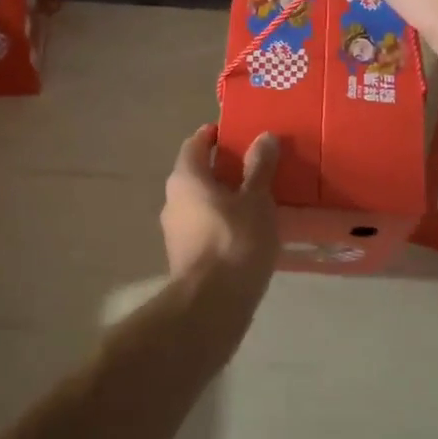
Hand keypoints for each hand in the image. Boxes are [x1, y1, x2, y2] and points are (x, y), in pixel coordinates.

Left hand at [161, 125, 279, 322]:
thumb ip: (260, 168)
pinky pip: (205, 227)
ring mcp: (176, 231)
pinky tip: (248, 231)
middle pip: (197, 174)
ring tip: (256, 199)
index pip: (195, 144)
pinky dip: (223, 221)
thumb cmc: (235, 241)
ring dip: (224, 197)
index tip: (235, 133)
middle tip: (255, 165)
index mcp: (185, 179)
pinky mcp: (185, 257)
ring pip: (201, 203)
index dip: (213, 135)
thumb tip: (264, 137)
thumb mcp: (256, 200)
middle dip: (223, 168)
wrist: (212, 305)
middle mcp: (173, 200)